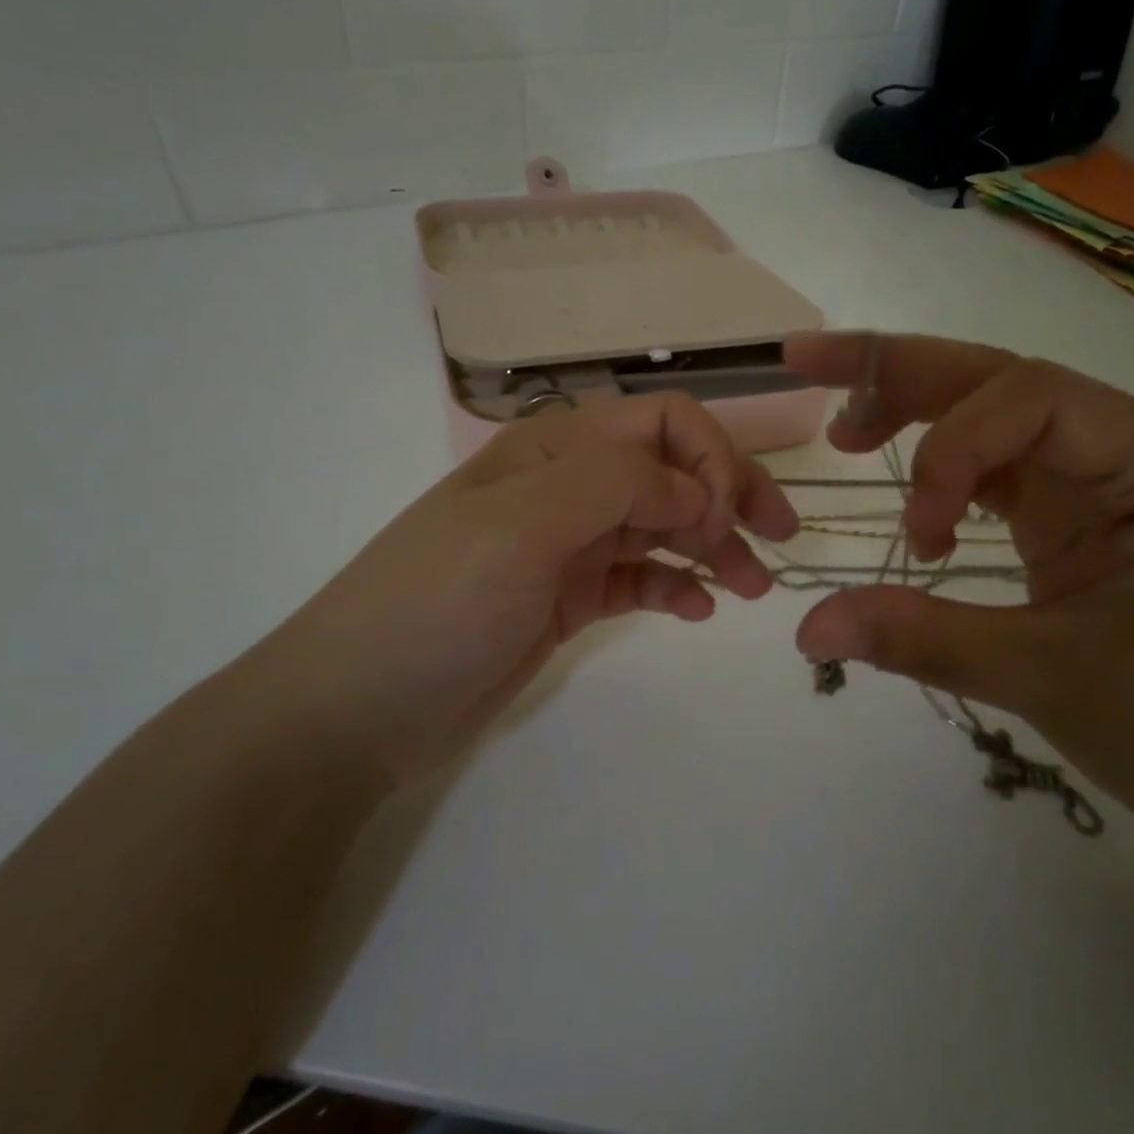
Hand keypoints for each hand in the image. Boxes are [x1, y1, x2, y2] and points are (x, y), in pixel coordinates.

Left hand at [233, 393, 797, 788]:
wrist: (354, 709)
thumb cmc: (433, 605)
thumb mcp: (520, 528)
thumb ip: (613, 487)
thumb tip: (693, 487)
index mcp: (551, 453)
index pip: (656, 424)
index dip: (706, 458)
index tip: (725, 519)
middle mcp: (564, 489)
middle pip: (668, 472)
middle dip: (727, 497)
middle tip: (778, 542)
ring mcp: (565, 547)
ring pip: (660, 527)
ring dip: (712, 547)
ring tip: (752, 588)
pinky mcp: (565, 600)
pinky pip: (637, 578)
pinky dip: (674, 586)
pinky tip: (699, 611)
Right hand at [784, 332, 1133, 842]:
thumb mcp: (1041, 679)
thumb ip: (919, 639)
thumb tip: (805, 628)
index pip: (1038, 399)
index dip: (951, 445)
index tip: (917, 538)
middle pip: (1007, 382)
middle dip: (904, 371)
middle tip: (809, 363)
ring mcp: (1109, 479)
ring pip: (997, 413)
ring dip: (916, 411)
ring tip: (845, 432)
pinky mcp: (1082, 511)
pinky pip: (1002, 465)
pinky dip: (945, 470)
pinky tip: (908, 498)